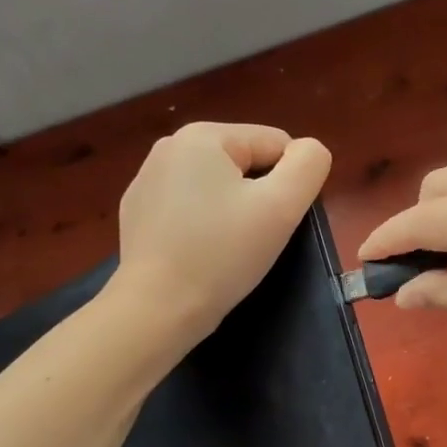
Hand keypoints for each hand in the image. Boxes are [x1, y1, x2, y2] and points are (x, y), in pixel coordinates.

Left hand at [112, 121, 331, 346]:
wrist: (156, 310)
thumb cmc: (221, 255)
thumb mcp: (281, 207)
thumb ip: (308, 165)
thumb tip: (309, 150)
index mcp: (202, 136)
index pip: (275, 144)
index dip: (289, 184)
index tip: (277, 222)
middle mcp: (169, 147)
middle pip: (245, 163)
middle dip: (259, 197)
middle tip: (255, 239)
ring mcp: (147, 181)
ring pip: (217, 187)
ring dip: (232, 211)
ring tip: (227, 250)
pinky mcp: (137, 214)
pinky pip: (188, 208)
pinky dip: (202, 226)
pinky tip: (199, 255)